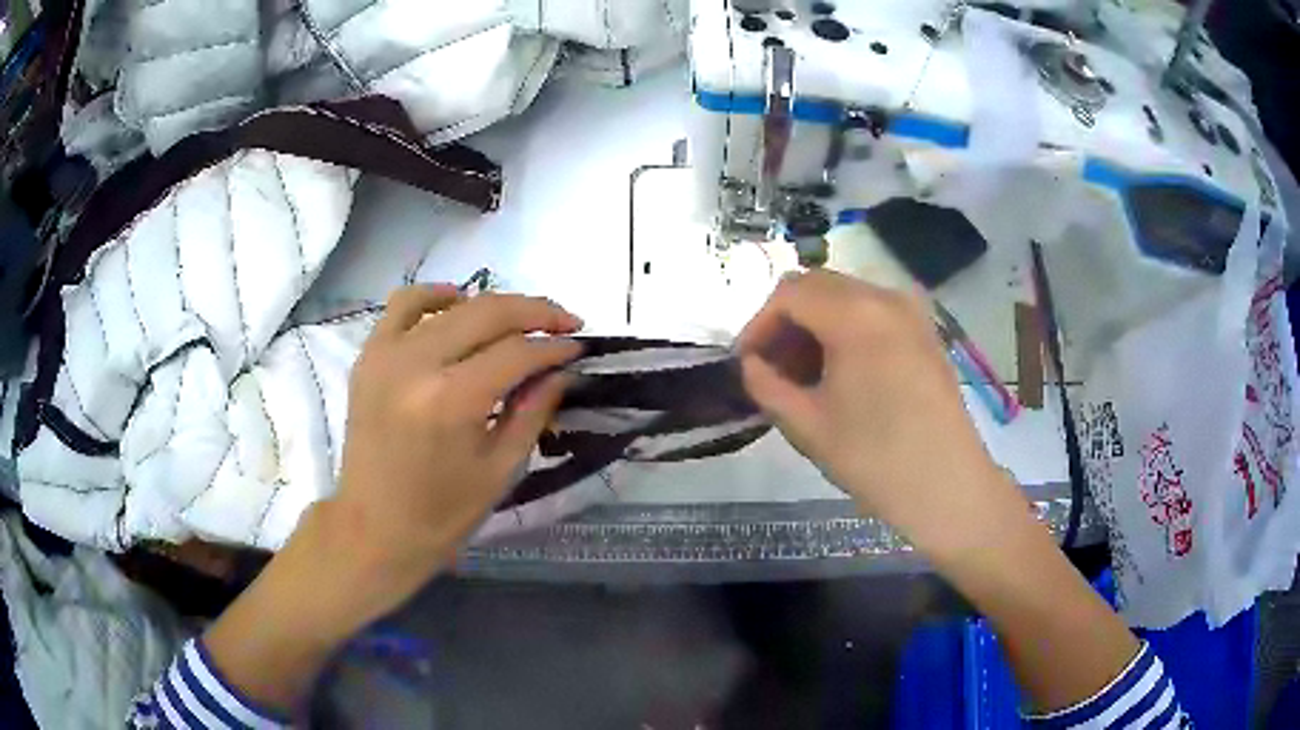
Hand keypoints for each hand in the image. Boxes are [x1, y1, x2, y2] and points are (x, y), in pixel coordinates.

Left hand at [325, 285, 581, 603]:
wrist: (374, 529)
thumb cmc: (442, 514)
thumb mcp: (501, 470)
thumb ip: (533, 411)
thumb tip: (562, 370)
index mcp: (452, 401)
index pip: (517, 352)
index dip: (554, 347)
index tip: (579, 348)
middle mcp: (417, 364)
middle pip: (488, 313)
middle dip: (535, 312)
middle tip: (565, 323)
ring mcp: (387, 355)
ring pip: (452, 305)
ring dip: (494, 305)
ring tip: (520, 319)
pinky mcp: (369, 357)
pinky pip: (403, 305)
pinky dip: (434, 295)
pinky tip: (458, 302)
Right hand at [737, 270, 1018, 559]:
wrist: (946, 485)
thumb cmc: (874, 458)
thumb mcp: (807, 425)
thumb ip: (766, 385)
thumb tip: (751, 364)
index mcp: (855, 315)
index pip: (789, 294)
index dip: (759, 324)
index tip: (746, 362)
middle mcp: (885, 298)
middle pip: (818, 286)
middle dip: (787, 322)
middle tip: (772, 368)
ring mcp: (911, 312)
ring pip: (846, 297)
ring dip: (816, 325)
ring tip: (805, 375)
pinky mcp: (925, 331)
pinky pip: (873, 312)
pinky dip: (846, 330)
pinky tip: (842, 373)